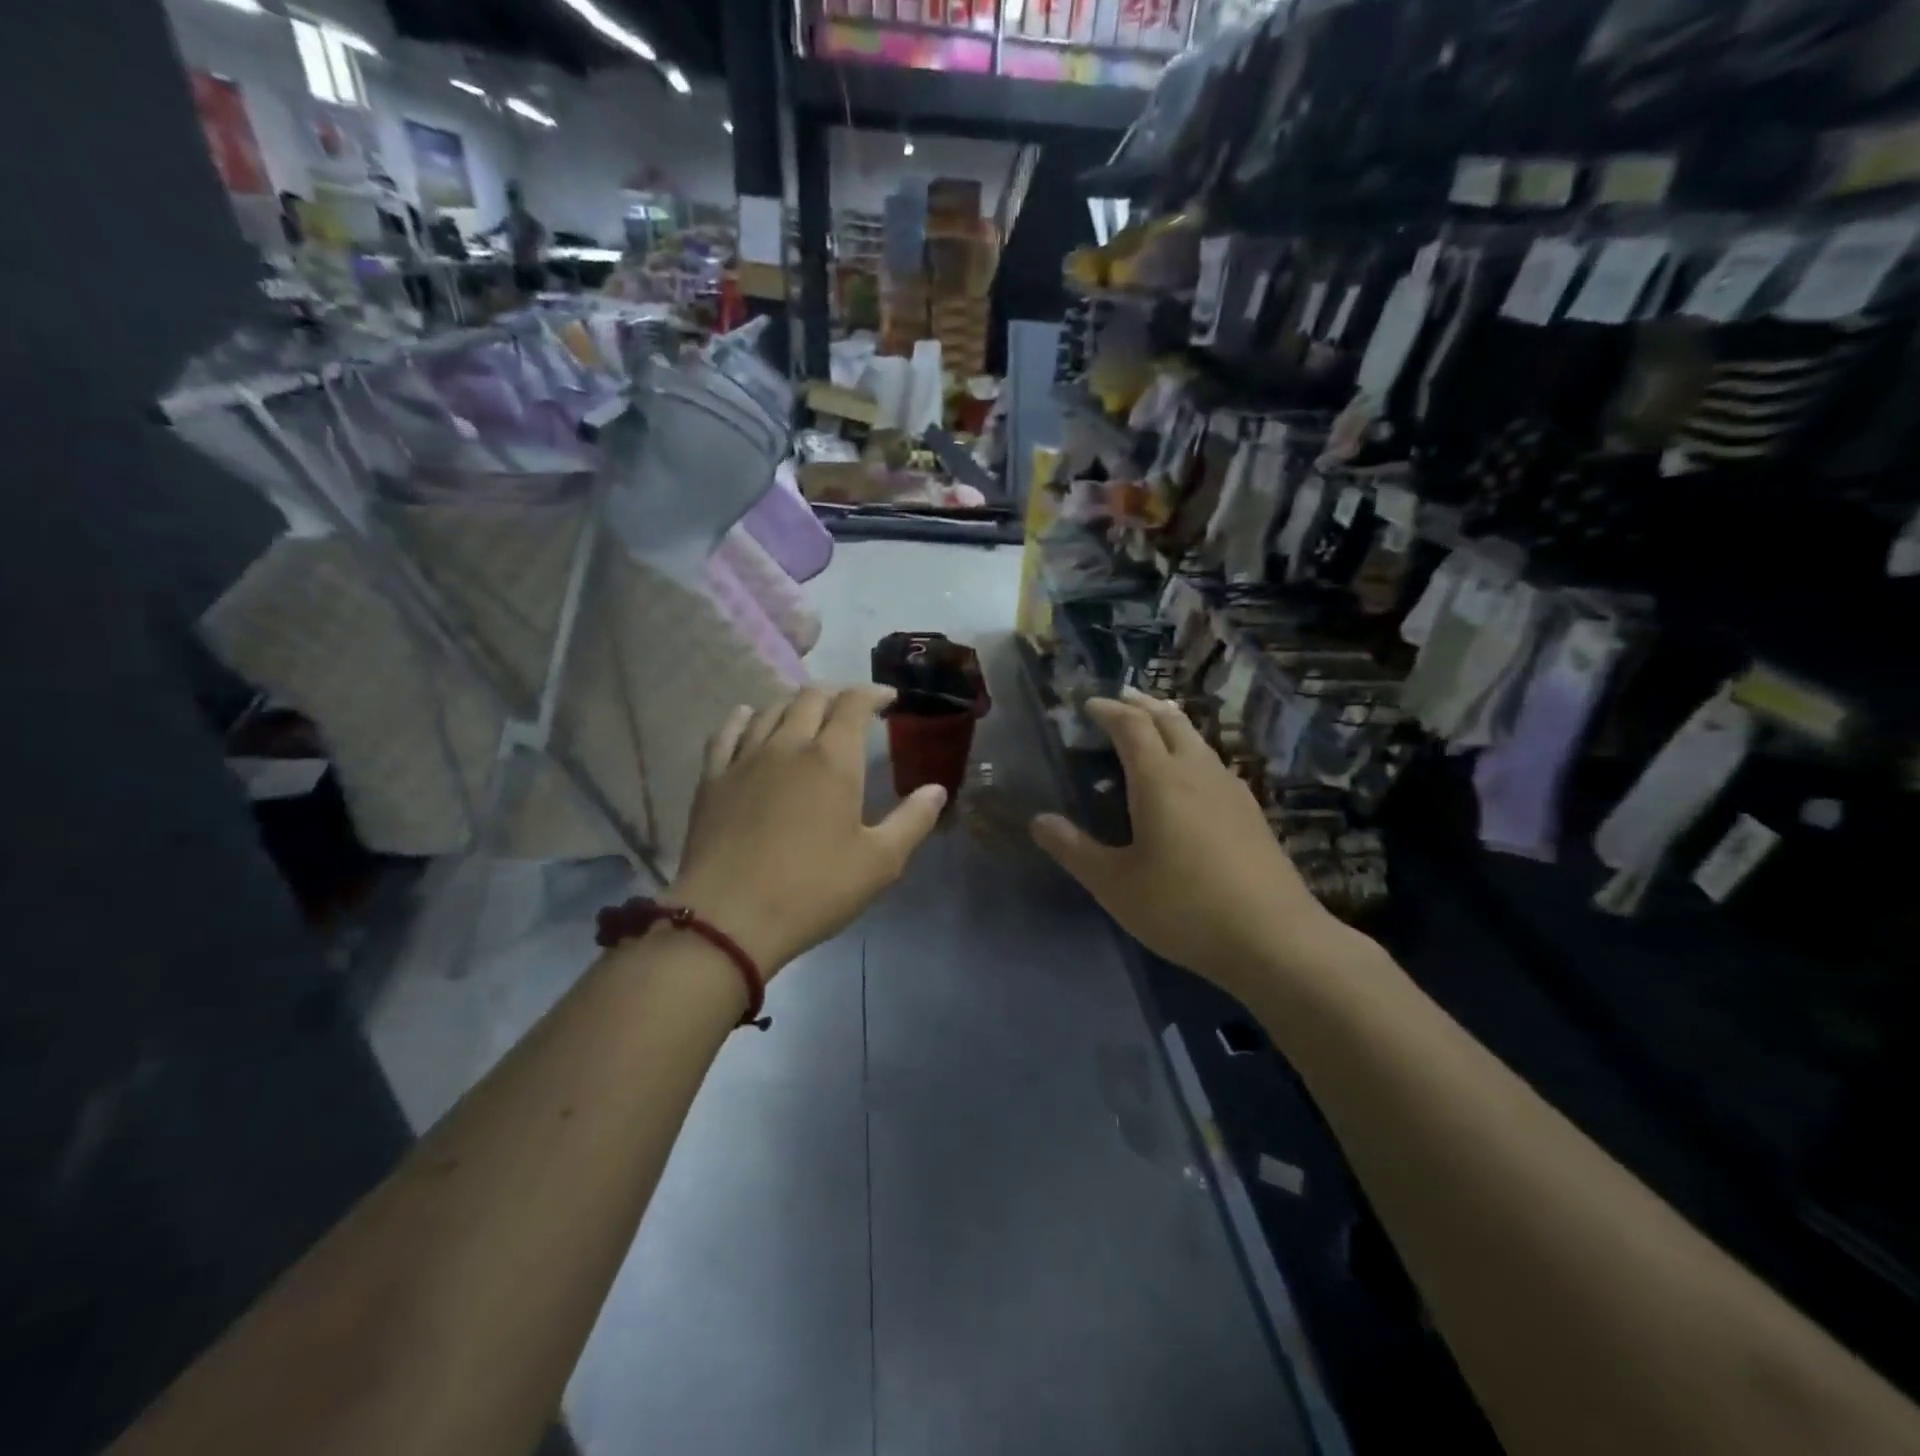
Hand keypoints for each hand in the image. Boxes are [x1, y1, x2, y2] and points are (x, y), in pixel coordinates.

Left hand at [669, 686, 946, 973]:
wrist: (728, 918)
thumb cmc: (813, 890)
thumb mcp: (879, 863)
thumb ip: (912, 821)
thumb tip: (937, 790)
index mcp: (832, 760)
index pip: (854, 703)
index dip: (874, 692)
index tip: (888, 698)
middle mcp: (788, 744)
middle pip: (812, 697)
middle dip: (837, 693)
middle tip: (852, 706)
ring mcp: (745, 758)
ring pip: (771, 708)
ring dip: (796, 702)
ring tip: (809, 713)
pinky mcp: (712, 778)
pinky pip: (727, 731)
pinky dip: (745, 717)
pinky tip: (750, 718)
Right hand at [1030, 689, 1350, 997]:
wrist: (1275, 939)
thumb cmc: (1183, 908)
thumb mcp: (1115, 885)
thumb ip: (1074, 850)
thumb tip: (1039, 820)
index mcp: (1160, 780)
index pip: (1131, 726)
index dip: (1107, 710)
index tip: (1088, 705)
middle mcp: (1197, 772)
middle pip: (1169, 720)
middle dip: (1141, 704)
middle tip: (1120, 699)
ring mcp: (1231, 789)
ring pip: (1197, 738)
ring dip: (1169, 723)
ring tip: (1153, 725)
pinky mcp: (1251, 811)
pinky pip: (1213, 762)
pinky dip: (1190, 749)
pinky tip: (1191, 776)